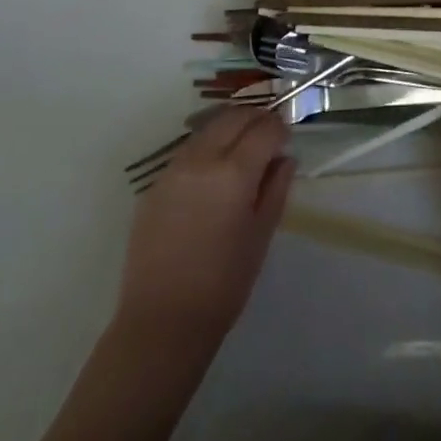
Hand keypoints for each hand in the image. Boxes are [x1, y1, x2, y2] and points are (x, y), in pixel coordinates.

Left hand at [117, 108, 293, 341]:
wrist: (162, 322)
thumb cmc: (223, 284)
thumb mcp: (261, 236)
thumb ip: (276, 189)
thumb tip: (285, 159)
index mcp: (234, 173)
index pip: (264, 129)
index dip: (280, 127)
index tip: (287, 135)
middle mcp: (201, 160)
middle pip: (233, 118)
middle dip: (255, 118)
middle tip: (268, 133)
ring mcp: (173, 170)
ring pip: (207, 130)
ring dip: (229, 129)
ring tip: (242, 148)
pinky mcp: (154, 185)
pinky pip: (186, 152)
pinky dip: (206, 149)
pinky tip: (213, 173)